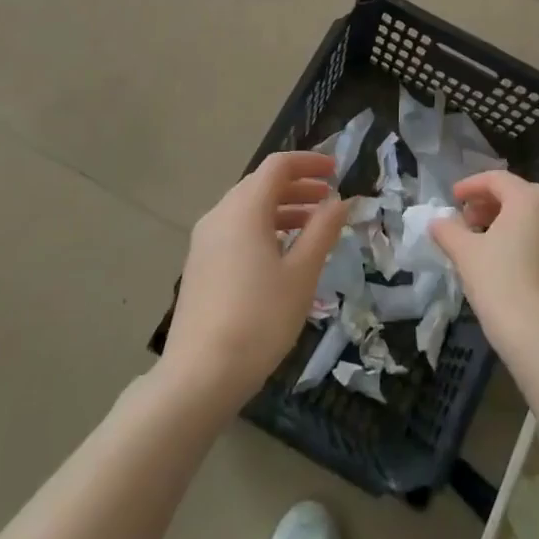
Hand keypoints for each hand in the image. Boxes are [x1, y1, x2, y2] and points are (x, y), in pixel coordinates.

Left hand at [162, 151, 347, 411]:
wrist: (199, 375)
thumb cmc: (259, 319)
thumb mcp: (301, 274)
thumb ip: (322, 231)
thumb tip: (338, 201)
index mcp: (244, 209)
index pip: (278, 166)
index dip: (309, 162)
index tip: (336, 171)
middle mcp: (220, 215)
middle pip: (261, 184)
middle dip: (297, 186)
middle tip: (328, 200)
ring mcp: (204, 241)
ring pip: (247, 209)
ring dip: (282, 209)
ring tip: (312, 228)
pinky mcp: (200, 266)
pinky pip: (235, 230)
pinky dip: (263, 228)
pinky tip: (281, 255)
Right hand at [431, 170, 538, 351]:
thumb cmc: (501, 283)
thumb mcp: (465, 254)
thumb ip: (448, 231)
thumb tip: (436, 222)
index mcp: (531, 199)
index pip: (497, 179)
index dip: (471, 186)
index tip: (452, 198)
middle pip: (518, 196)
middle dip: (488, 204)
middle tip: (465, 220)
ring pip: (533, 219)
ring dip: (506, 222)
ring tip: (481, 242)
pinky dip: (523, 240)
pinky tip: (504, 263)